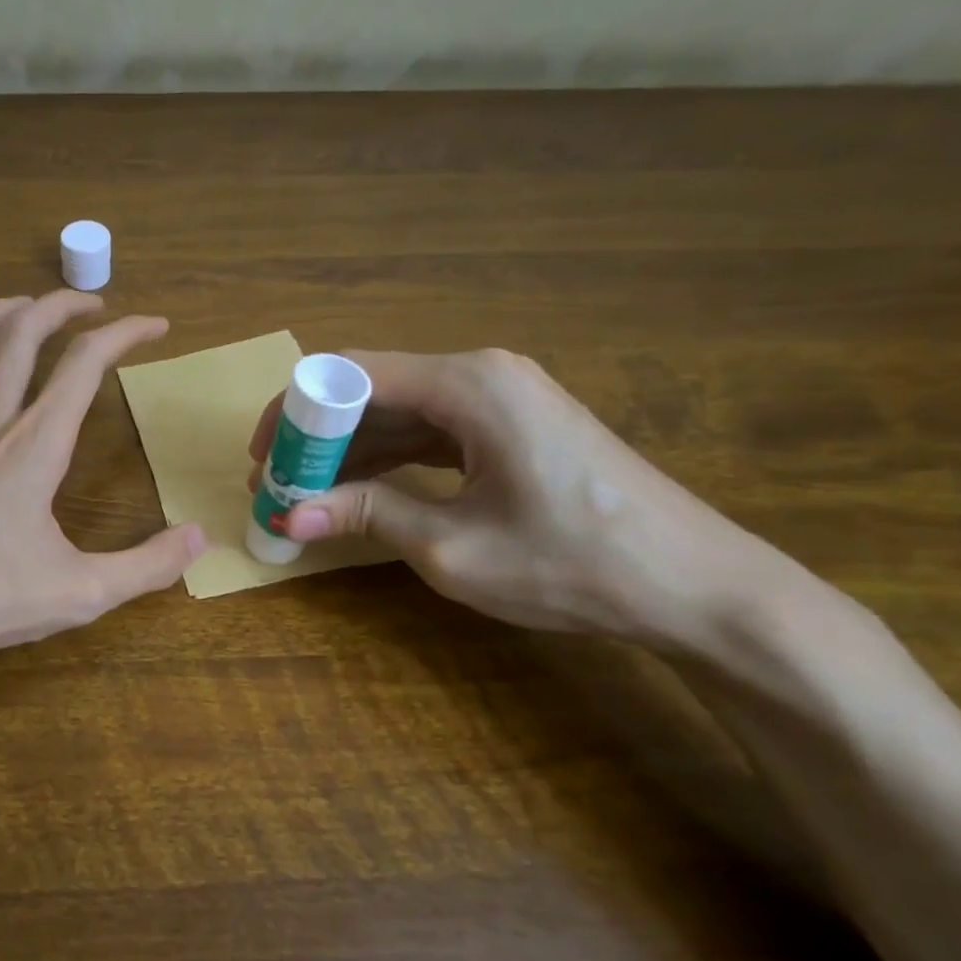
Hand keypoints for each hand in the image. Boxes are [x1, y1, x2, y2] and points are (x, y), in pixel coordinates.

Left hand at [0, 291, 205, 686]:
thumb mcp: (81, 593)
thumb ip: (147, 566)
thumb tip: (199, 536)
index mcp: (35, 447)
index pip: (86, 364)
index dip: (126, 333)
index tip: (156, 324)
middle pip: (21, 335)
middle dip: (60, 305)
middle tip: (93, 303)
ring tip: (26, 307)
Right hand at [246, 349, 769, 647]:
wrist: (696, 587)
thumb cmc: (572, 563)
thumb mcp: (452, 546)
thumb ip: (367, 515)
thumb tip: (289, 515)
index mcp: (468, 384)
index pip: (350, 374)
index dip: (295, 412)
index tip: (264, 458)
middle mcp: (482, 373)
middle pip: (374, 388)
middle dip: (319, 436)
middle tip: (279, 484)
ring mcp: (502, 397)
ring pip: (401, 410)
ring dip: (351, 450)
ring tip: (308, 493)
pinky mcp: (513, 425)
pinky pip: (433, 429)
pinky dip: (391, 457)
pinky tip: (361, 490)